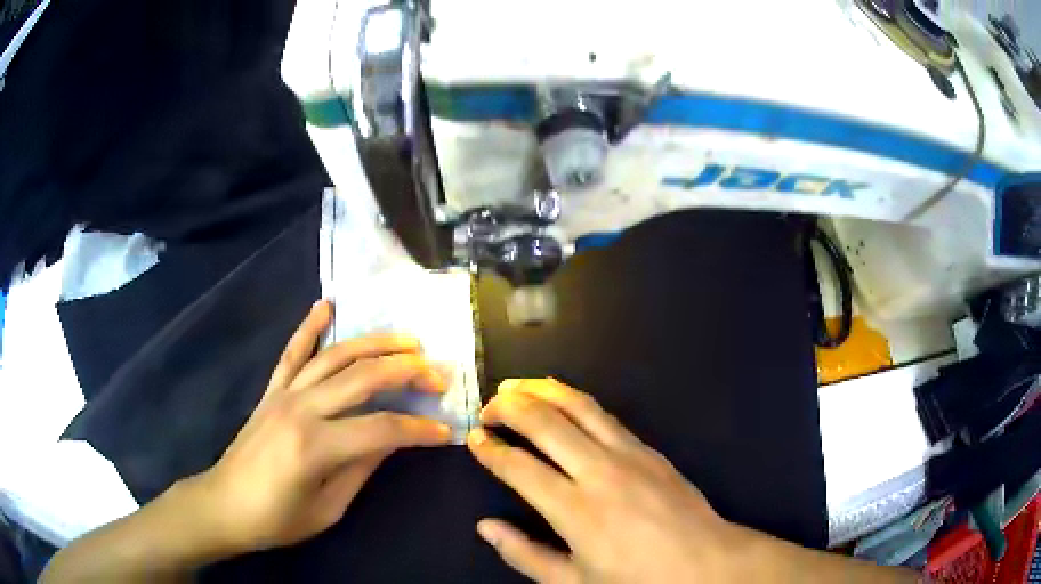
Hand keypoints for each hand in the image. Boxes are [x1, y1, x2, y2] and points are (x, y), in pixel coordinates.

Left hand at [185, 300, 453, 553]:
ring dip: (374, 344)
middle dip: (407, 372)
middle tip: (438, 373)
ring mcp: (283, 393)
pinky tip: (326, 305)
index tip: (445, 430)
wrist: (224, 504)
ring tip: (407, 340)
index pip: (381, 429)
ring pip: (334, 356)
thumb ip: (360, 470)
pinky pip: (292, 352)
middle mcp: (301, 409)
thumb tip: (392, 441)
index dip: (418, 429)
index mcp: (316, 447)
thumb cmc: (276, 519)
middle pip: (363, 378)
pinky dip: (309, 327)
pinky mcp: (271, 390)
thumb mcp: (327, 509)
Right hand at [467, 379, 746, 582]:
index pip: (519, 467)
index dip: (490, 449)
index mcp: (576, 511)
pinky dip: (575, 399)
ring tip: (515, 385)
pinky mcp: (649, 449)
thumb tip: (486, 527)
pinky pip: (604, 415)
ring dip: (541, 390)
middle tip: (487, 408)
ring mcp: (629, 454)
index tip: (473, 439)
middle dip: (508, 407)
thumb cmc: (638, 580)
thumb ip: (525, 555)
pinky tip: (562, 399)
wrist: (706, 563)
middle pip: (544, 422)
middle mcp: (599, 472)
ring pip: (577, 405)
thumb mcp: (574, 583)